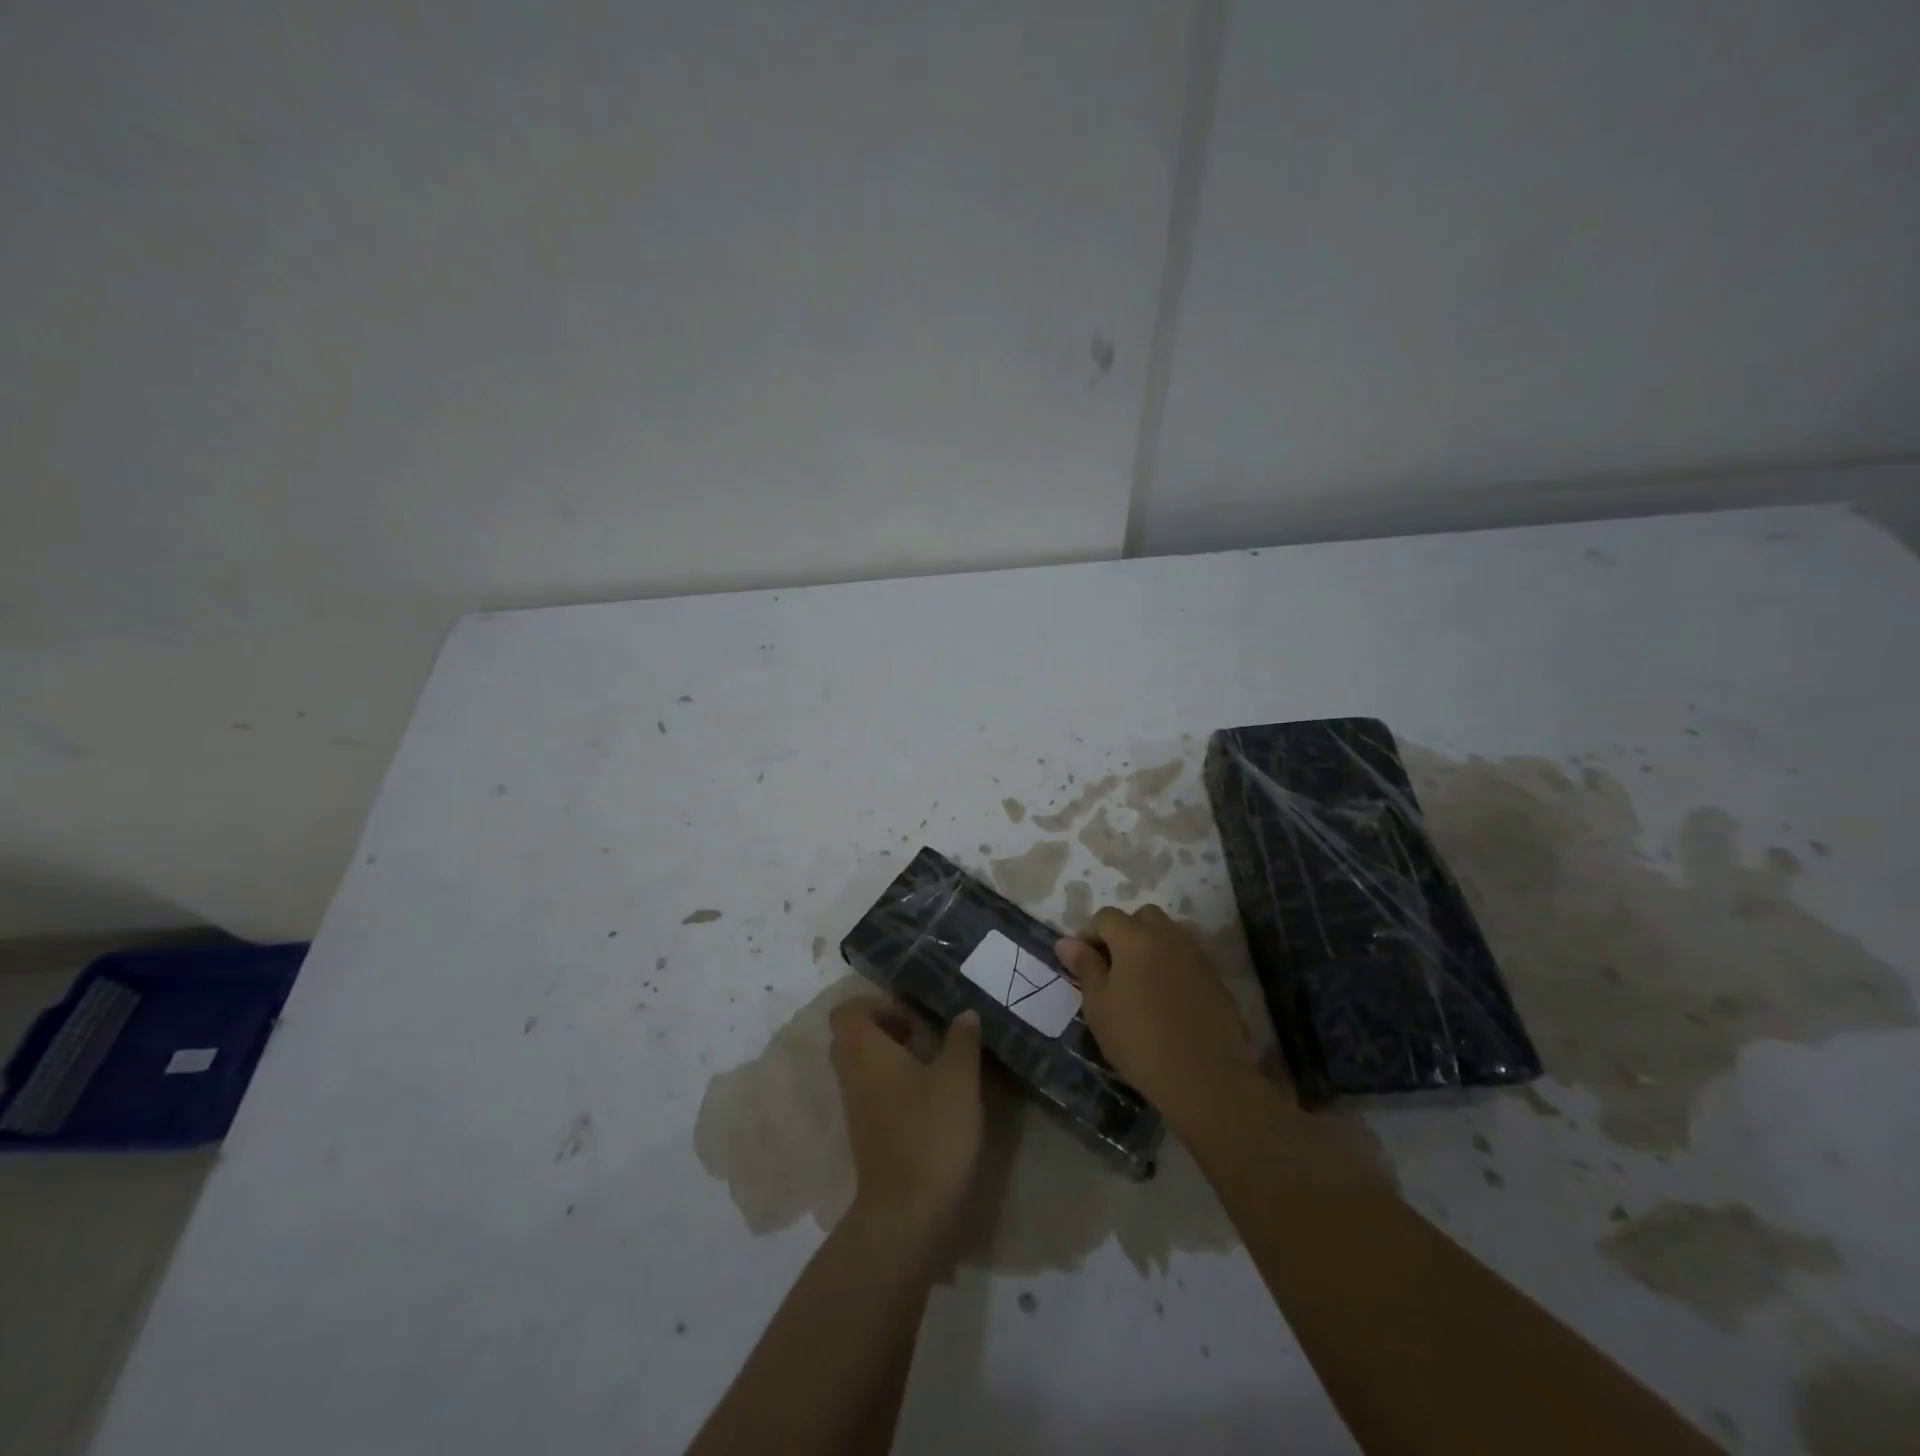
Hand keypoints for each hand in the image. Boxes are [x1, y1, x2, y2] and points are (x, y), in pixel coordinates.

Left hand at [828, 996, 982, 1234]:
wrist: (908, 1212)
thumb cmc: (931, 1131)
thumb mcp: (958, 1078)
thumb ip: (962, 1041)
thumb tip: (965, 1014)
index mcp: (864, 1050)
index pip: (847, 1011)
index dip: (877, 1004)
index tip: (912, 1015)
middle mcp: (851, 1074)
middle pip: (853, 1036)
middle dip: (886, 1028)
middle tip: (923, 1034)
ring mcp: (855, 1107)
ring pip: (863, 1066)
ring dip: (891, 1057)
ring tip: (932, 1063)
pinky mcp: (865, 1134)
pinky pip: (871, 1092)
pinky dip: (893, 1084)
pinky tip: (929, 1096)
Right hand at [1056, 905, 1249, 1128]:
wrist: (1204, 1077)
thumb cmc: (1138, 1038)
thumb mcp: (1099, 1005)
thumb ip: (1084, 966)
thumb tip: (1066, 942)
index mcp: (1135, 937)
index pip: (1105, 917)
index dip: (1088, 934)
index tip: (1081, 962)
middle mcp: (1168, 936)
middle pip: (1142, 917)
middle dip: (1124, 932)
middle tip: (1112, 967)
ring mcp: (1196, 955)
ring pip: (1168, 935)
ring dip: (1151, 947)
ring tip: (1139, 982)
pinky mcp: (1215, 978)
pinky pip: (1187, 959)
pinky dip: (1172, 967)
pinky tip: (1166, 999)